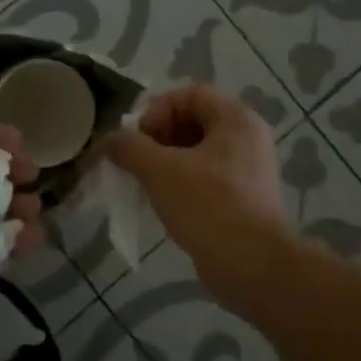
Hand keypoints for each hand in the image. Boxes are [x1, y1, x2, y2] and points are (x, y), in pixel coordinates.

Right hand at [105, 84, 283, 300]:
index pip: (189, 94)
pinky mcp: (241, 199)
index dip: (157, 109)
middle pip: (191, 121)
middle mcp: (246, 139)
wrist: (253, 267)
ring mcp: (246, 171)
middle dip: (157, 137)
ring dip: (163, 162)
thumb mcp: (160, 170)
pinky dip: (178, 183)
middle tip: (136, 161)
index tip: (138, 138)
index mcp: (236, 120)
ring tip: (143, 183)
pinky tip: (161, 203)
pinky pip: (203, 178)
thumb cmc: (208, 206)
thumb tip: (108, 142)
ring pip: (194, 152)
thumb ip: (128, 147)